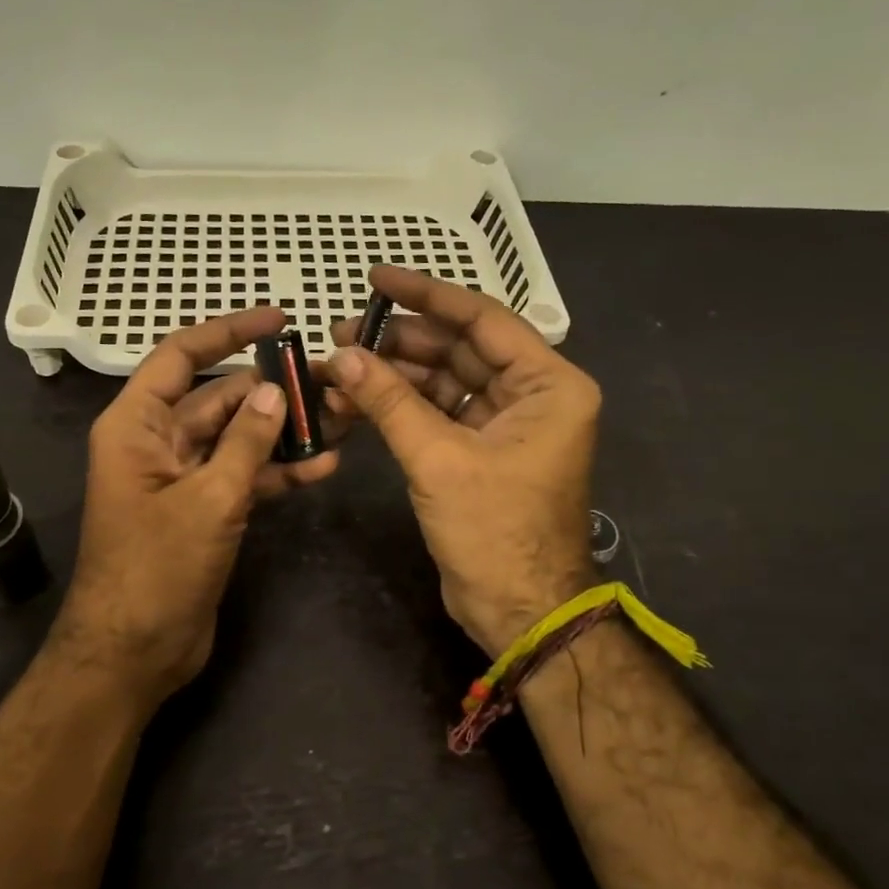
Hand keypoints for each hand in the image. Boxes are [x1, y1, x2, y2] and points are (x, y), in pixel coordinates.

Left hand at [55, 307, 340, 702]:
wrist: (135, 652)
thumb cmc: (156, 568)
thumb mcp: (208, 499)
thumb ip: (245, 442)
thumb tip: (275, 390)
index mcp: (137, 425)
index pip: (181, 357)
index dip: (227, 331)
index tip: (278, 319)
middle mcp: (158, 443)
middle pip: (218, 398)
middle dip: (270, 390)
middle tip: (326, 380)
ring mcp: (183, 478)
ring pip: (237, 439)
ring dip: (281, 432)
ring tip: (337, 420)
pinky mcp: (204, 511)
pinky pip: (243, 478)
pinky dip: (277, 472)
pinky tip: (322, 467)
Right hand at [330, 266, 597, 654]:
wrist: (518, 609)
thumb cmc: (494, 531)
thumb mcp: (439, 459)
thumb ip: (390, 401)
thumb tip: (341, 356)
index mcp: (548, 385)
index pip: (483, 320)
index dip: (427, 296)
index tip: (377, 279)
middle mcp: (533, 396)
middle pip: (460, 349)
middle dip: (401, 341)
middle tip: (342, 333)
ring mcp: (506, 424)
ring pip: (445, 382)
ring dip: (395, 375)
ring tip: (339, 366)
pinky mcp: (481, 451)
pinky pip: (439, 414)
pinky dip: (401, 407)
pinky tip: (358, 398)